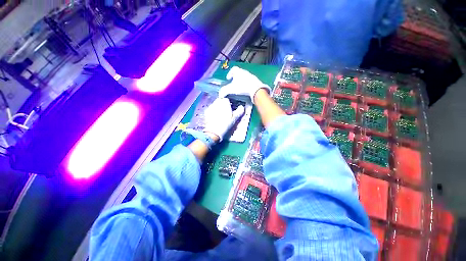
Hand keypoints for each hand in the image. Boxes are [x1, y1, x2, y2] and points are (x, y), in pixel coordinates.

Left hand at [204, 97, 244, 141]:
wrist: (213, 132)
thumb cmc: (225, 124)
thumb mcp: (235, 118)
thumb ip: (240, 111)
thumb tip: (242, 107)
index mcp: (224, 102)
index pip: (228, 99)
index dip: (230, 104)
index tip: (232, 109)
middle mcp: (216, 102)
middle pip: (221, 101)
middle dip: (224, 105)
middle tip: (227, 113)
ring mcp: (210, 107)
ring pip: (216, 105)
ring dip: (219, 108)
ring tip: (221, 116)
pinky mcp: (206, 112)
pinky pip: (211, 110)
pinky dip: (214, 112)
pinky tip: (216, 118)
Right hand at [219, 66, 270, 103]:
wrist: (256, 90)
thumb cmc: (242, 87)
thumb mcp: (231, 89)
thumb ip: (224, 91)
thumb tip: (220, 95)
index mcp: (238, 71)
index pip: (233, 69)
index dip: (230, 73)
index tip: (228, 79)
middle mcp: (245, 72)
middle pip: (239, 73)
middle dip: (235, 78)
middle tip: (233, 84)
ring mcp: (251, 76)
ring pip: (244, 77)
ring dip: (241, 81)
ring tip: (239, 87)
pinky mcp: (255, 81)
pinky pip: (249, 81)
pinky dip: (246, 84)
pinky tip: (245, 90)